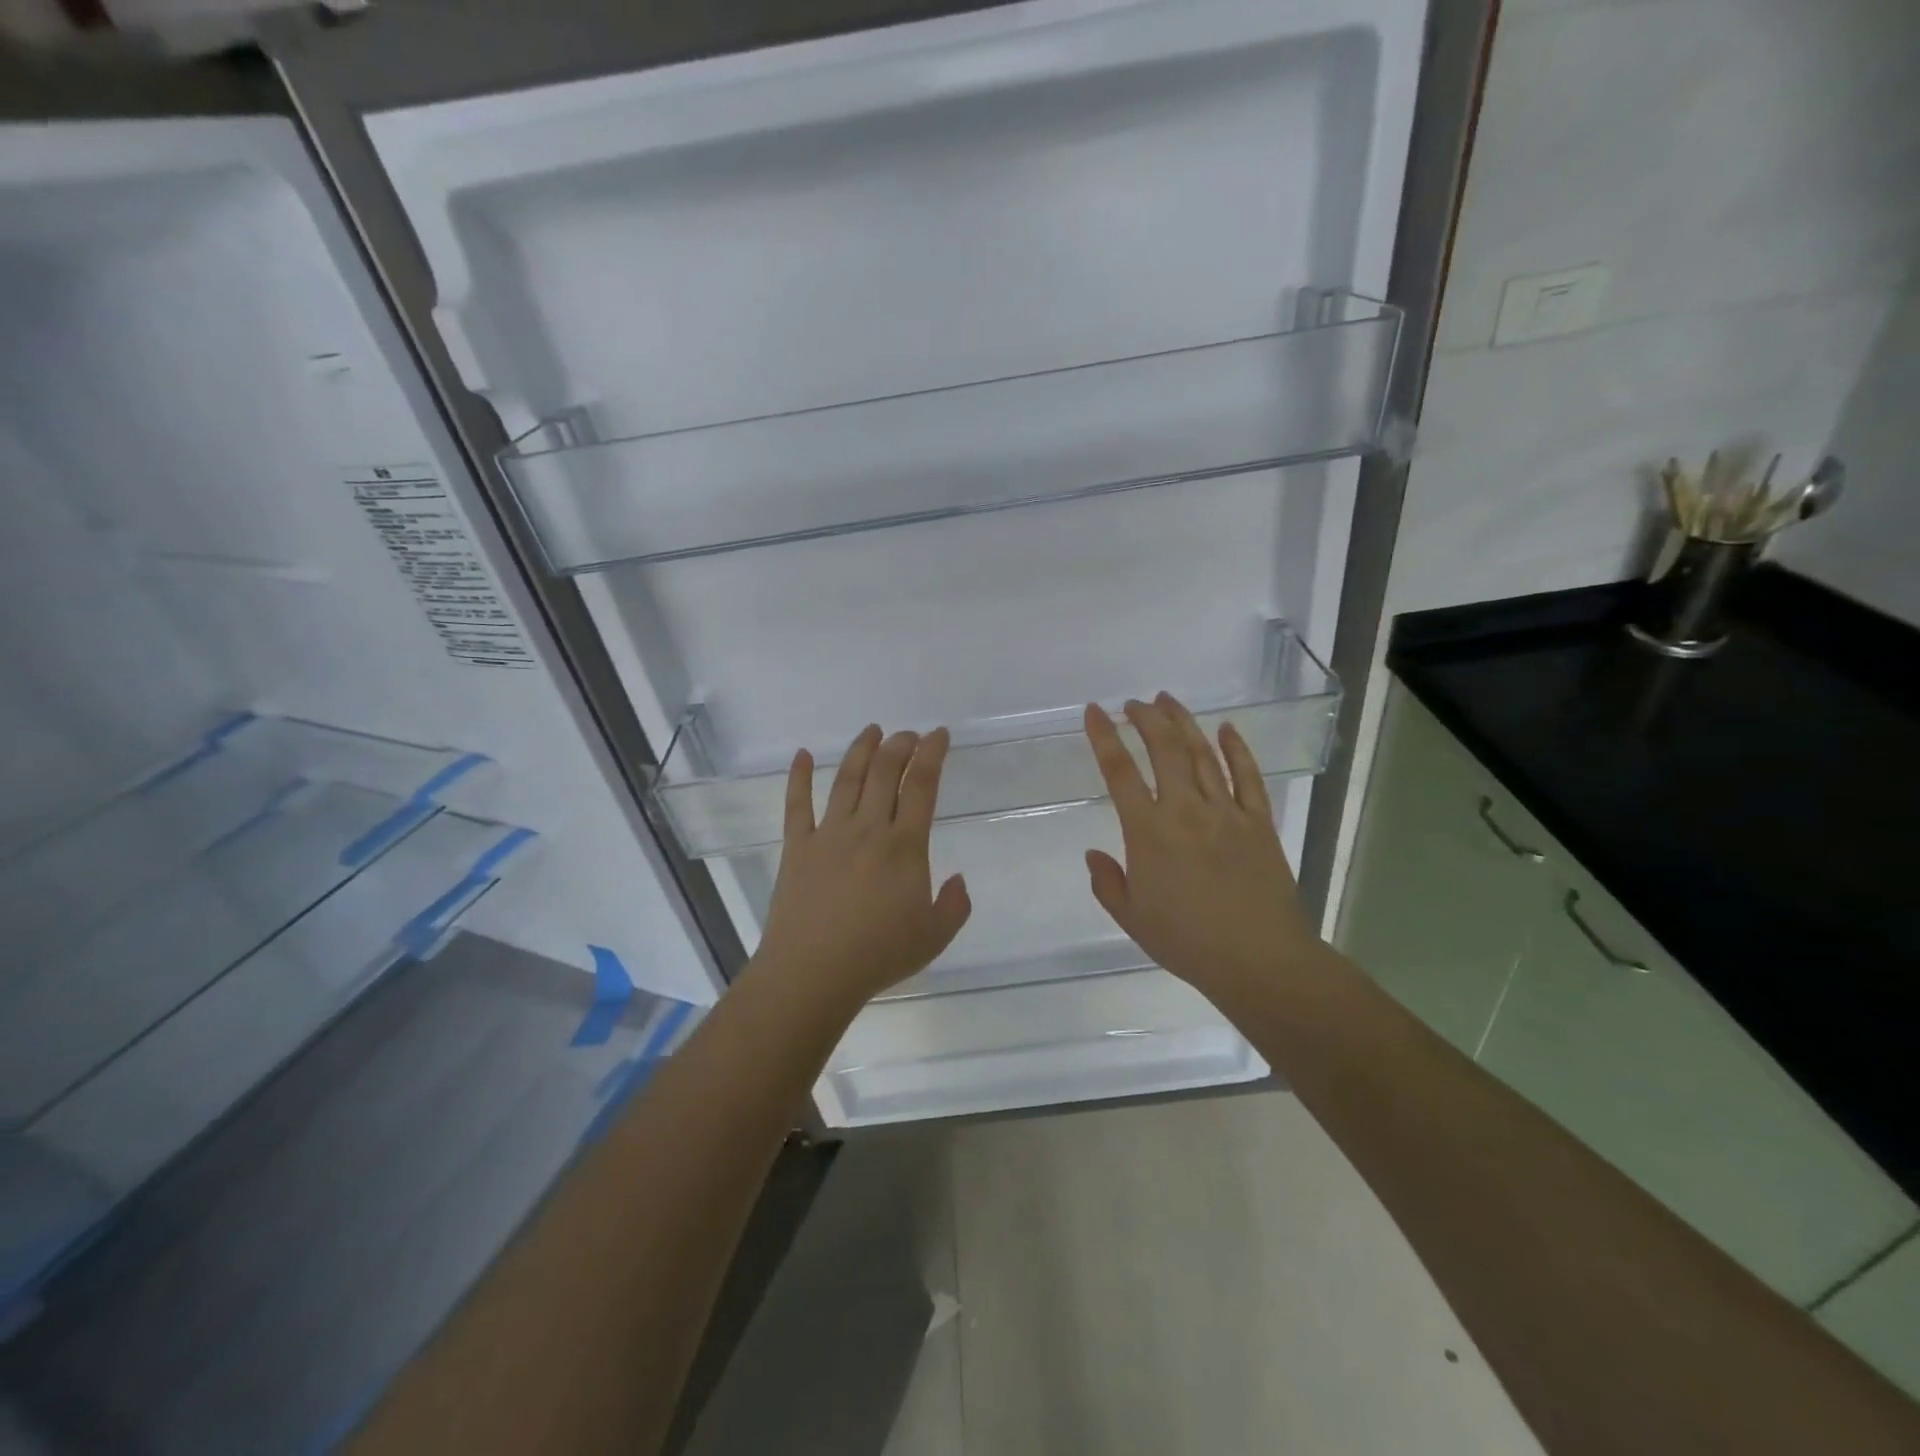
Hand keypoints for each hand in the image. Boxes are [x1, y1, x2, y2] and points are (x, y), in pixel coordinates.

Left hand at [749, 725, 971, 1010]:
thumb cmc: (878, 955)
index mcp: (904, 846)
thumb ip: (955, 905)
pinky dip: (797, 777)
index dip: (932, 754)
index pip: (921, 786)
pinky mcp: (797, 847)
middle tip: (908, 735)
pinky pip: (796, 804)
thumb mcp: (934, 937)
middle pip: (885, 772)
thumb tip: (957, 879)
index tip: (939, 735)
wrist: (813, 973)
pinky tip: (801, 755)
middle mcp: (867, 829)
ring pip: (846, 779)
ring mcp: (828, 834)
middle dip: (900, 745)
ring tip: (872, 731)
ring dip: (861, 750)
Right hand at [1083, 693, 1326, 1000]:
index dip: (1104, 737)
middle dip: (1146, 718)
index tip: (1094, 712)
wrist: (1259, 961)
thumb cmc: (1187, 942)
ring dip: (1183, 722)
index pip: (1120, 772)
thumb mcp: (1131, 919)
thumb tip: (1094, 854)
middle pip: (1164, 748)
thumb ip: (1107, 882)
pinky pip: (1248, 776)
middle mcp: (1186, 811)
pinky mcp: (1259, 822)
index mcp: (1149, 833)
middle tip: (1133, 704)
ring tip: (1167, 701)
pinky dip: (1237, 749)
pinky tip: (1227, 728)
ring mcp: (1227, 812)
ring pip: (1202, 753)